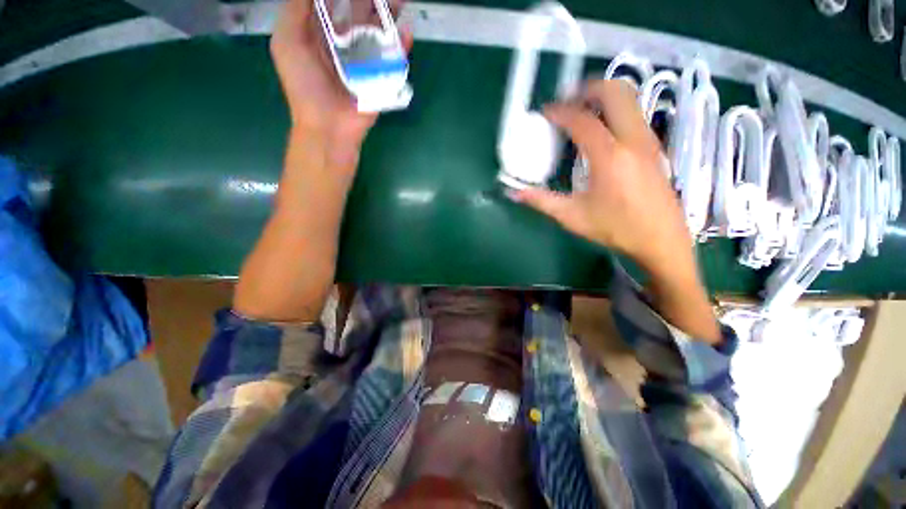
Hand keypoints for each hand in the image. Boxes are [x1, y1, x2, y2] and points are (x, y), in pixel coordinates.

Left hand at [269, 0, 411, 148]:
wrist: (329, 126)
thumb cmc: (305, 85)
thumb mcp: (287, 42)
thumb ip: (296, 9)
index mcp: (322, 33)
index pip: (334, 2)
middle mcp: (345, 43)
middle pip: (361, 13)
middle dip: (371, 0)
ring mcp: (366, 61)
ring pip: (379, 32)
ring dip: (390, 15)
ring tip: (400, 1)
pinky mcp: (381, 79)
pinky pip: (394, 60)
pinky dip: (401, 46)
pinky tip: (406, 32)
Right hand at [515, 80, 720, 343]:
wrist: (662, 240)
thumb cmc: (616, 229)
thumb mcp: (572, 217)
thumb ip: (541, 201)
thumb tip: (514, 194)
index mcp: (609, 156)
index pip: (582, 120)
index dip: (560, 112)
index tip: (545, 112)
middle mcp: (632, 139)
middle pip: (616, 91)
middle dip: (588, 88)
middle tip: (567, 101)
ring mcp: (648, 140)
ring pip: (630, 99)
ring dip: (604, 96)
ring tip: (582, 111)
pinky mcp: (655, 148)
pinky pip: (634, 115)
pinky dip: (615, 111)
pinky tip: (601, 131)